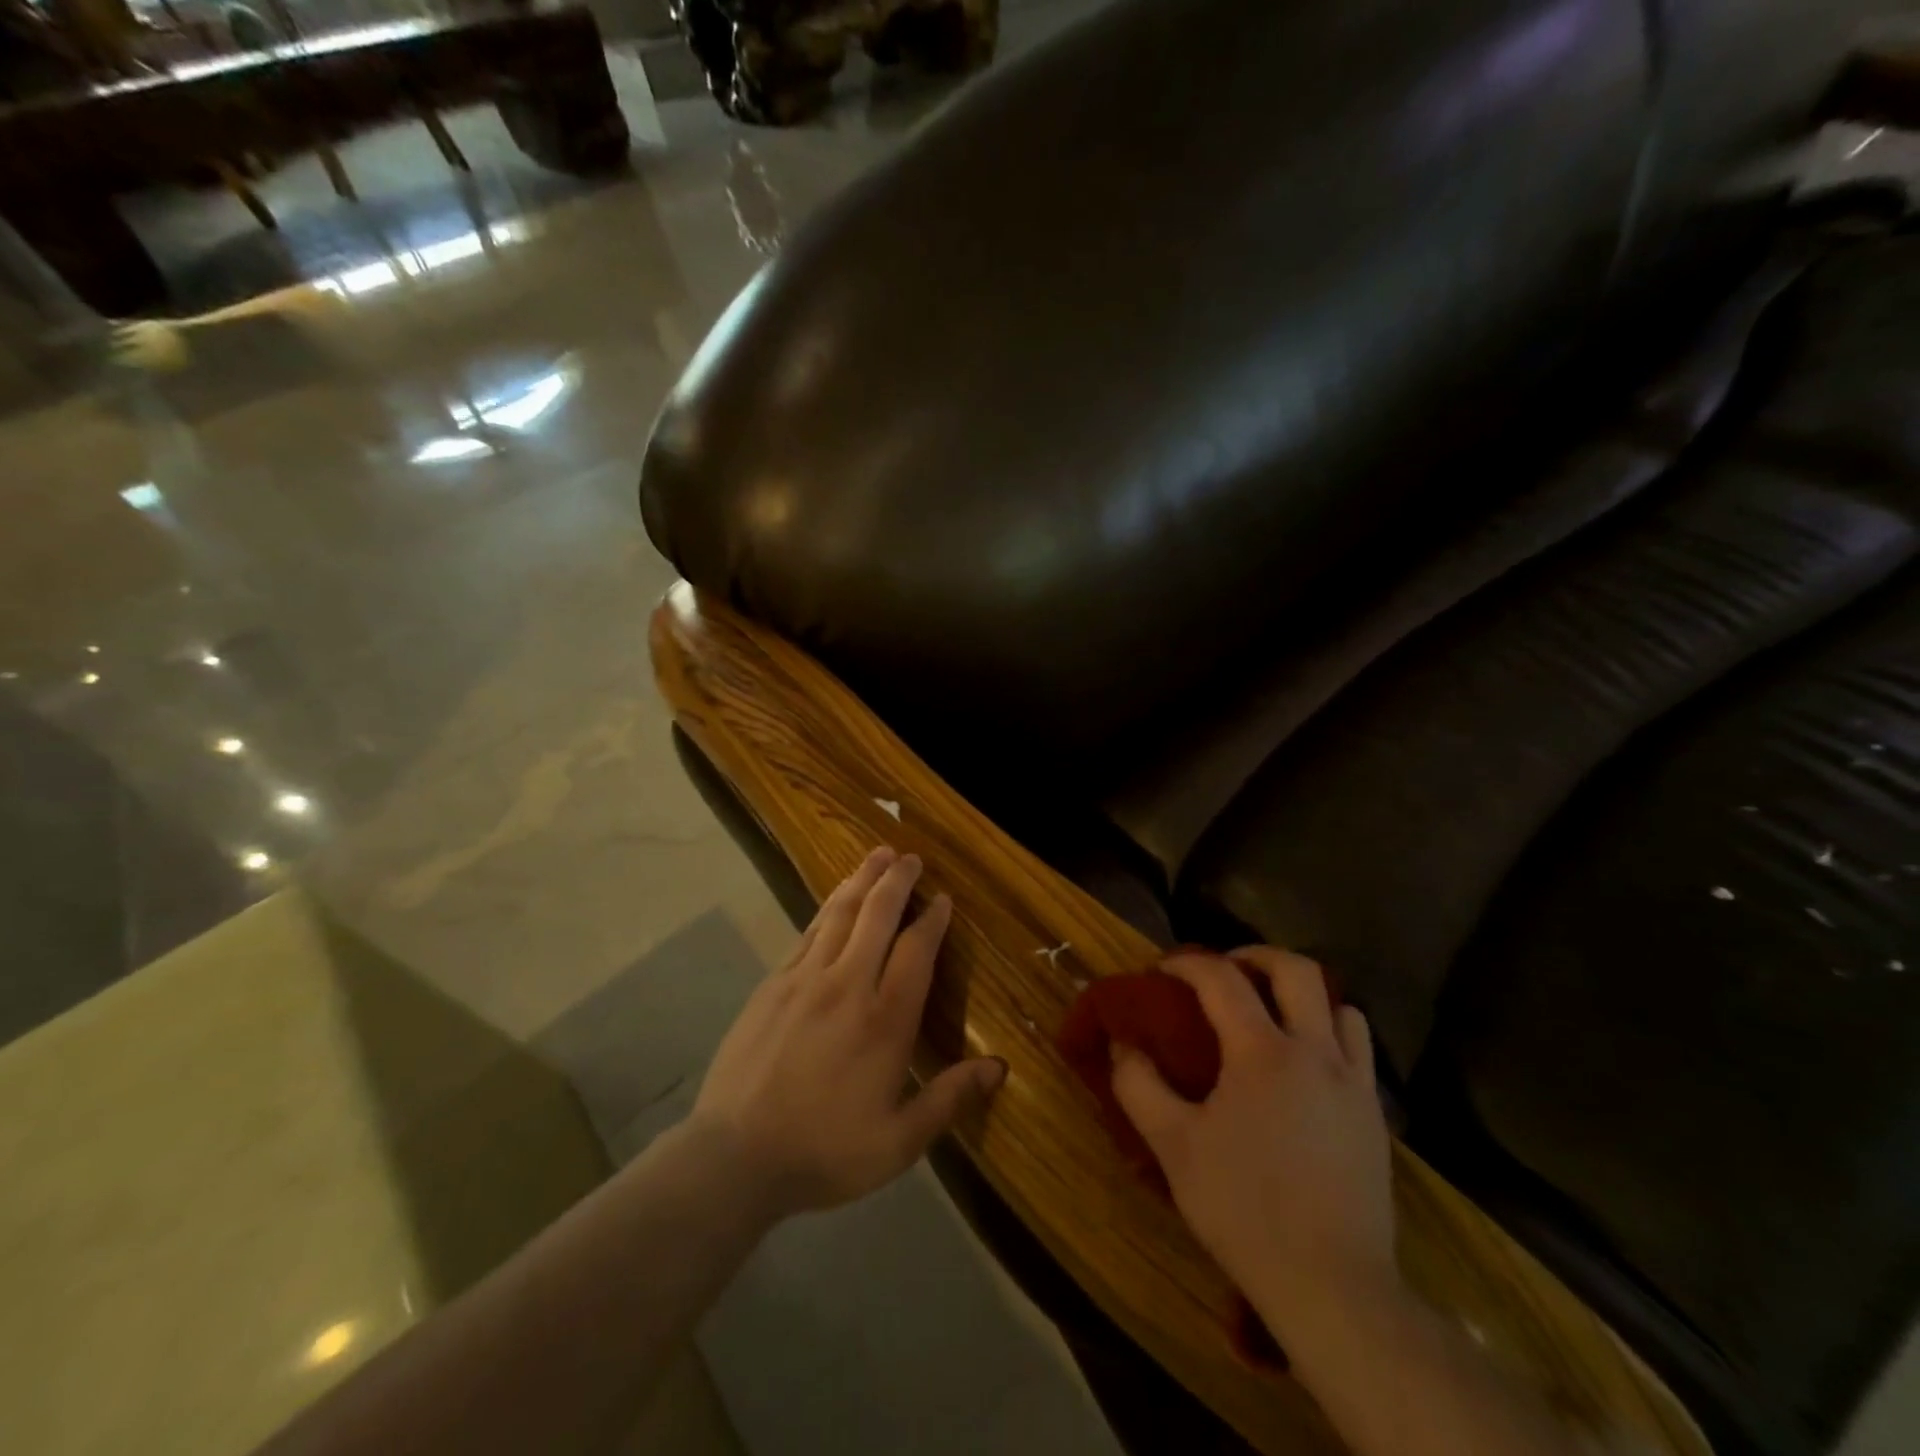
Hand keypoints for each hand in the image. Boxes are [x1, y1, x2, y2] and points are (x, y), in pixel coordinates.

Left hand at [689, 846, 1006, 1218]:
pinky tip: (836, 899)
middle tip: (911, 857)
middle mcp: (848, 984)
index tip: (943, 899)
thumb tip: (999, 1067)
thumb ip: (949, 1099)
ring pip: (840, 913)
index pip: (916, 951)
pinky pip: (808, 932)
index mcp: (885, 1020)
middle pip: (878, 915)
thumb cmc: (824, 1151)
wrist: (735, 1156)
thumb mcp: (898, 1142)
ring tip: (877, 855)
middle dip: (897, 881)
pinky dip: (828, 907)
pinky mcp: (773, 983)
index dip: (933, 920)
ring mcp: (805, 979)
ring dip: (862, 880)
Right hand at [1111, 947, 1396, 1347]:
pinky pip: (1358, 1049)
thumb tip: (1124, 1045)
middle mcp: (1316, 1052)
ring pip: (1341, 1006)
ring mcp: (1354, 1083)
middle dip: (1257, 956)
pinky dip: (1330, 1034)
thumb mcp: (1173, 1146)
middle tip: (1227, 970)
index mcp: (1263, 1052)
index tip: (1163, 969)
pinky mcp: (1375, 1116)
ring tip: (1272, 1015)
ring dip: (1303, 996)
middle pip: (1297, 970)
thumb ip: (1139, 1086)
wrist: (1333, 1287)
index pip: (1221, 979)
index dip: (1187, 962)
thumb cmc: (1244, 1209)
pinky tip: (1304, 1068)